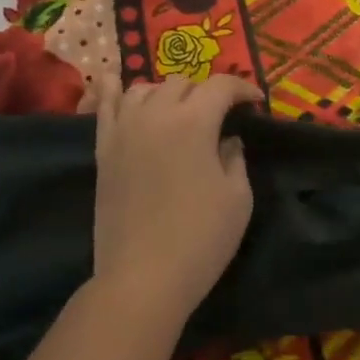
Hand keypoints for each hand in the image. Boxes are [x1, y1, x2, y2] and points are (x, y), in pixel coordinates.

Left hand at [90, 73, 263, 318]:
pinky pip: (105, 106)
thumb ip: (235, 158)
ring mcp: (123, 130)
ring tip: (179, 112)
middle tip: (221, 116)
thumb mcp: (238, 198)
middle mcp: (155, 114)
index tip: (256, 104)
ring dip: (167, 93)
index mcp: (194, 121)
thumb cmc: (200, 238)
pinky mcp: (103, 150)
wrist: (142, 276)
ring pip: (145, 89)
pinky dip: (114, 91)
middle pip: (182, 82)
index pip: (221, 86)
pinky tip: (118, 85)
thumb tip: (227, 140)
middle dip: (207, 92)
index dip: (243, 89)